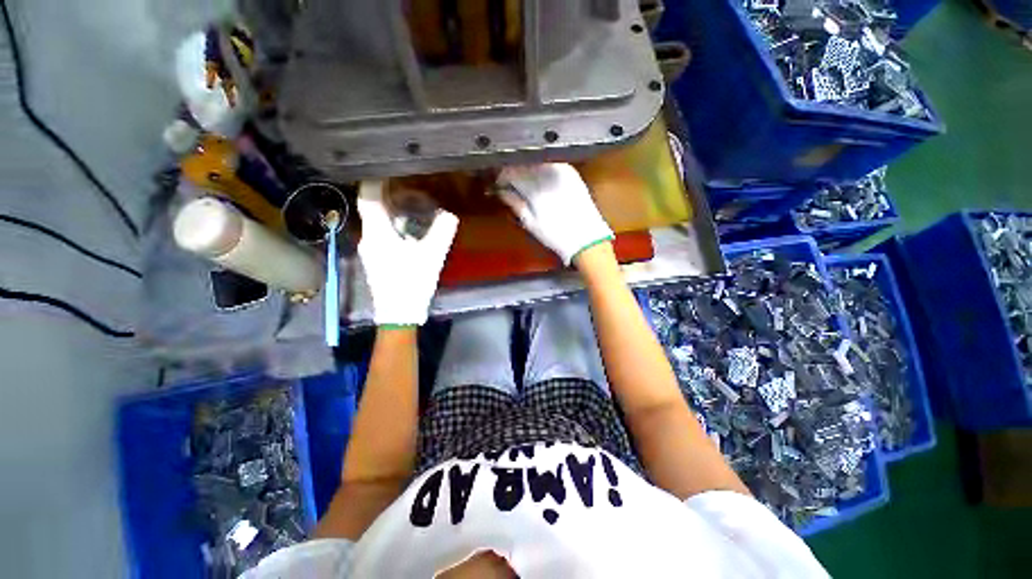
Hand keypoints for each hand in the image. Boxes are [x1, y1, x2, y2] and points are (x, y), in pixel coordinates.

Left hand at [357, 181, 458, 325]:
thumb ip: (442, 232)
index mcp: (378, 233)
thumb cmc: (413, 282)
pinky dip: (392, 225)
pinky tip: (408, 230)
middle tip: (407, 185)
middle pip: (372, 208)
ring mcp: (370, 251)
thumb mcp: (433, 255)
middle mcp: (368, 238)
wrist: (399, 313)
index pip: (369, 198)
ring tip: (410, 205)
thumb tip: (450, 215)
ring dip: (391, 211)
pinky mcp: (375, 260)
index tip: (388, 169)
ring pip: (376, 222)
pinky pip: (380, 234)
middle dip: (387, 195)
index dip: (376, 181)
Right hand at [497, 163, 613, 264]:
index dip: (503, 177)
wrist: (586, 237)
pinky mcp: (571, 172)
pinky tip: (540, 178)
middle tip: (509, 181)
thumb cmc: (555, 234)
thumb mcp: (530, 222)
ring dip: (527, 167)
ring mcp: (561, 170)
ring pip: (537, 161)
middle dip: (514, 170)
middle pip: (523, 163)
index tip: (499, 183)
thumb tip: (501, 191)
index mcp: (534, 187)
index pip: (511, 172)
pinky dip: (542, 168)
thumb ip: (515, 203)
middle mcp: (547, 174)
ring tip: (524, 180)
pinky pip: (551, 163)